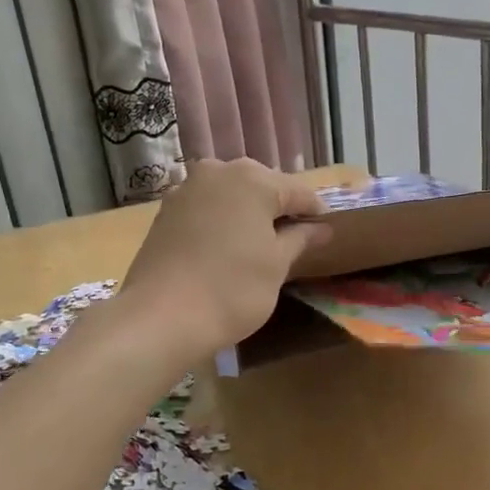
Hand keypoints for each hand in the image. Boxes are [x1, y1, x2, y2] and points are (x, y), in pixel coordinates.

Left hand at [118, 159, 332, 358]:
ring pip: (231, 196)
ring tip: (261, 245)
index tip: (328, 234)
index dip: (316, 214)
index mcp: (253, 179)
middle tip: (295, 241)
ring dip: (249, 214)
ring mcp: (187, 189)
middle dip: (280, 210)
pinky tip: (227, 247)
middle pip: (263, 186)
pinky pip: (207, 209)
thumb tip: (322, 228)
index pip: (299, 192)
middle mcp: (218, 172)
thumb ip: (301, 239)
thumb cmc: (233, 289)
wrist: (161, 317)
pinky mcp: (165, 211)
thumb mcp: (277, 265)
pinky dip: (222, 222)